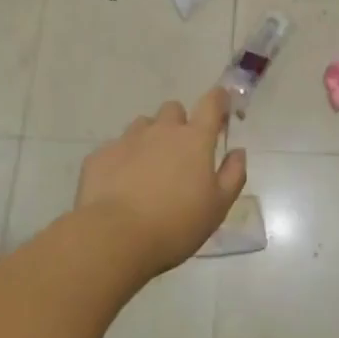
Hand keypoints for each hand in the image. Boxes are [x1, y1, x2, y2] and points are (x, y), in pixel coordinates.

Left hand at [76, 88, 247, 276]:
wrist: (115, 238)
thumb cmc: (176, 225)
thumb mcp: (218, 207)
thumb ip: (233, 174)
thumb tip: (238, 151)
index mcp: (194, 139)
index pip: (211, 103)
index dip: (219, 99)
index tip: (221, 105)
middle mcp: (162, 130)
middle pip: (174, 110)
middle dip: (179, 123)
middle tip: (180, 154)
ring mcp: (128, 139)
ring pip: (143, 125)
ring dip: (150, 139)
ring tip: (148, 170)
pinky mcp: (101, 155)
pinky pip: (116, 147)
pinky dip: (123, 159)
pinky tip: (121, 186)